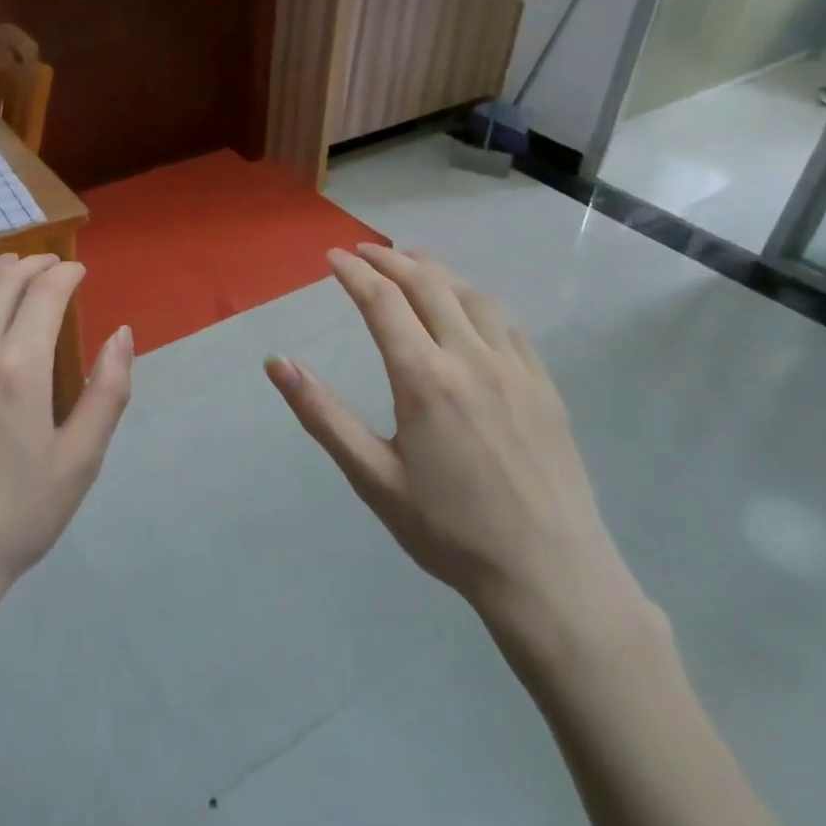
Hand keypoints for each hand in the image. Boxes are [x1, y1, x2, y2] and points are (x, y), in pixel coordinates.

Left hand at [0, 254, 133, 614]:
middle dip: (30, 265)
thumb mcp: (80, 461)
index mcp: (19, 367)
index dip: (65, 274)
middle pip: (1, 284)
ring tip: (8, 265)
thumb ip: (107, 391)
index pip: (44, 294)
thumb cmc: (15, 517)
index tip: (78, 271)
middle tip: (49, 263)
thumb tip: (122, 334)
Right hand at [266, 246, 646, 666]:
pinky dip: (477, 299)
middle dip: (391, 260)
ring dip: (436, 271)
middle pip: (428, 285)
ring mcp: (515, 368)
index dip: (355, 273)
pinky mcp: (544, 385)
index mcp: (424, 379)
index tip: (333, 257)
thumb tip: (276, 363)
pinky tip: (469, 305)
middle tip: (364, 251)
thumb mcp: (372, 477)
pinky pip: (507, 323)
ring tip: (412, 262)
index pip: (383, 302)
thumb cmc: (448, 531)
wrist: (549, 574)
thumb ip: (322, 414)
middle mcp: (471, 358)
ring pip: (471, 296)